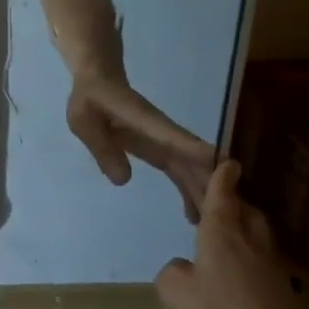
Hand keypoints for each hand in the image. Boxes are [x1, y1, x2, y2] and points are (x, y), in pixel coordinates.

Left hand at [66, 73, 218, 221]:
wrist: (98, 82)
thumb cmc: (90, 98)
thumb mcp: (83, 121)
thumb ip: (101, 147)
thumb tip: (123, 180)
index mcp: (145, 122)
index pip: (175, 138)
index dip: (196, 153)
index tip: (222, 171)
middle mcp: (163, 133)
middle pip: (193, 160)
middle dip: (209, 186)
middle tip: (225, 220)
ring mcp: (165, 142)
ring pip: (191, 169)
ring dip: (203, 193)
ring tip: (212, 226)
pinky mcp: (161, 150)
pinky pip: (180, 172)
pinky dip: (189, 191)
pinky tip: (194, 214)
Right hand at [154, 161, 308, 308]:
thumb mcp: (174, 294)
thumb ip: (173, 272)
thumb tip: (185, 268)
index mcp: (222, 232)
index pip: (223, 193)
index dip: (222, 176)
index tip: (227, 161)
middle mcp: (251, 241)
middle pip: (246, 209)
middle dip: (234, 200)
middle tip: (218, 200)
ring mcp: (274, 267)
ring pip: (259, 234)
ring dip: (244, 227)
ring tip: (225, 234)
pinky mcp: (286, 292)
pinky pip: (264, 260)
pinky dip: (251, 256)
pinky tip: (239, 273)